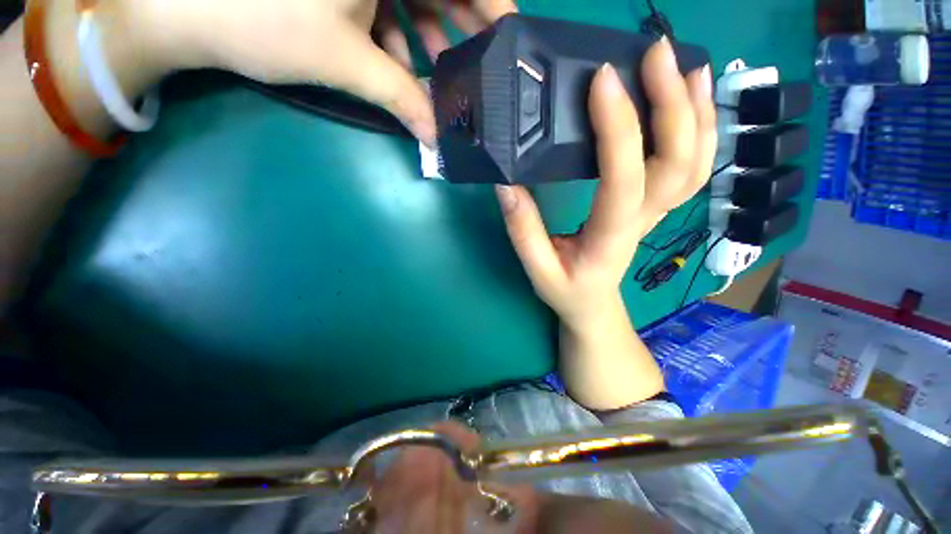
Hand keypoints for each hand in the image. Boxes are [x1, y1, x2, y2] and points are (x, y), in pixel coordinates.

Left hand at [128, 0, 515, 144]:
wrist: (188, 13)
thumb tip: (434, 137)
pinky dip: (399, 37)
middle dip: (464, 26)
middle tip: (483, 67)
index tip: (511, 35)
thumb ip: (401, 98)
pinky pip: (387, 6)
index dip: (492, 2)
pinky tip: (402, 68)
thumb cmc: (262, 23)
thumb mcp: (345, 61)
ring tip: (444, 79)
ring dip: (431, 40)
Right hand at [497, 37, 715, 326]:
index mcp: (610, 236)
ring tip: (686, 64)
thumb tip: (506, 184)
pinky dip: (700, 129)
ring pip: (695, 162)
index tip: (603, 80)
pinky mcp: (654, 206)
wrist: (593, 304)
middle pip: (678, 162)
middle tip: (654, 55)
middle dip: (672, 104)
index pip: (624, 179)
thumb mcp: (538, 270)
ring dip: (697, 110)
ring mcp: (655, 211)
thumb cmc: (566, 291)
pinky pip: (690, 167)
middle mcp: (643, 220)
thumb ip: (524, 230)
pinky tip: (692, 100)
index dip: (619, 129)